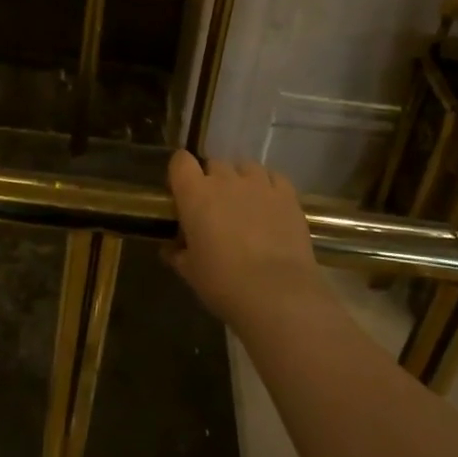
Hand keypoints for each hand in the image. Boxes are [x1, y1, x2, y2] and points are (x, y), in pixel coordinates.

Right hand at [165, 150, 329, 332]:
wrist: (277, 295)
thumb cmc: (224, 283)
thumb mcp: (191, 272)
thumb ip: (178, 254)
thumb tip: (171, 249)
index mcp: (195, 194)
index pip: (180, 161)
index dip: (181, 173)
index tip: (183, 192)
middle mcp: (225, 179)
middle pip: (214, 164)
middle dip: (212, 181)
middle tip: (216, 209)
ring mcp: (258, 183)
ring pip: (245, 167)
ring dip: (241, 180)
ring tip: (246, 205)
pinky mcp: (286, 194)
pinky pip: (273, 178)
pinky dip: (269, 186)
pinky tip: (271, 206)